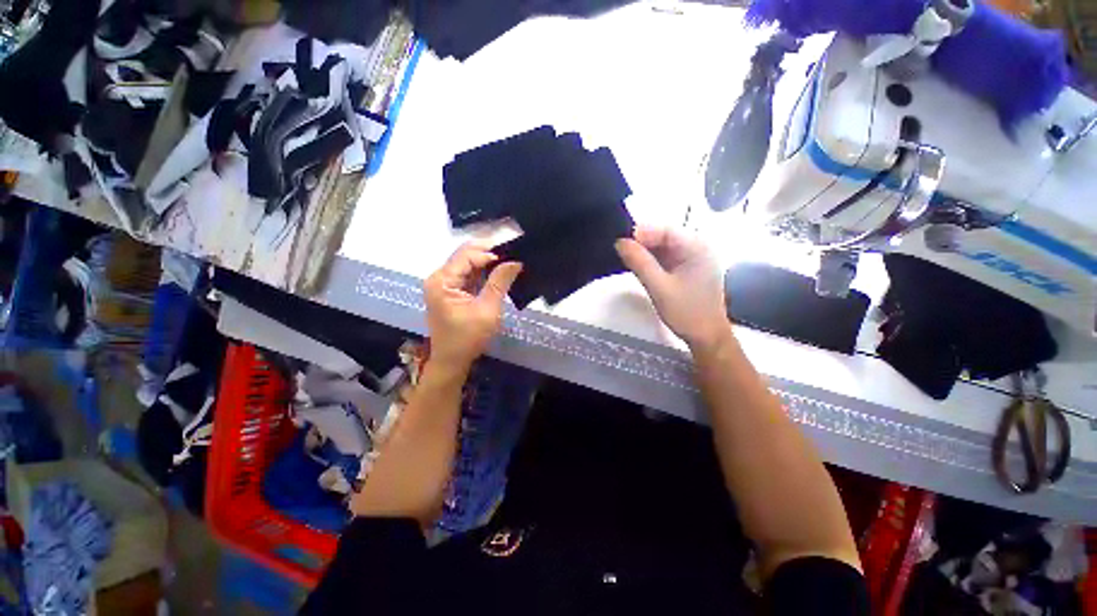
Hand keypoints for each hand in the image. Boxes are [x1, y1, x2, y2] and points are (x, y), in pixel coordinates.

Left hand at [424, 242, 522, 370]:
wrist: (452, 361)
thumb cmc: (468, 338)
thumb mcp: (487, 309)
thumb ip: (500, 282)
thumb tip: (515, 261)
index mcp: (442, 280)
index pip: (466, 255)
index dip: (490, 253)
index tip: (513, 256)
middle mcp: (439, 277)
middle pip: (465, 256)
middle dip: (489, 255)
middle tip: (513, 257)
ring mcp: (444, 284)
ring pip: (468, 265)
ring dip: (488, 264)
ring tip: (509, 264)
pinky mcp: (450, 291)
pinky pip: (468, 275)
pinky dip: (483, 274)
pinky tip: (498, 274)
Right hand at [616, 226, 728, 349]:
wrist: (706, 336)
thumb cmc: (686, 312)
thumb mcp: (659, 287)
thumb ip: (639, 263)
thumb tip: (620, 242)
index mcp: (697, 247)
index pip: (665, 230)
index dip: (641, 233)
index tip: (620, 243)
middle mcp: (698, 247)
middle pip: (664, 236)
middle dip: (642, 242)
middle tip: (620, 251)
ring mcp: (694, 257)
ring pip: (664, 246)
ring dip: (645, 251)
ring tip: (626, 257)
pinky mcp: (688, 267)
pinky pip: (667, 257)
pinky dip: (652, 260)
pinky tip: (639, 265)